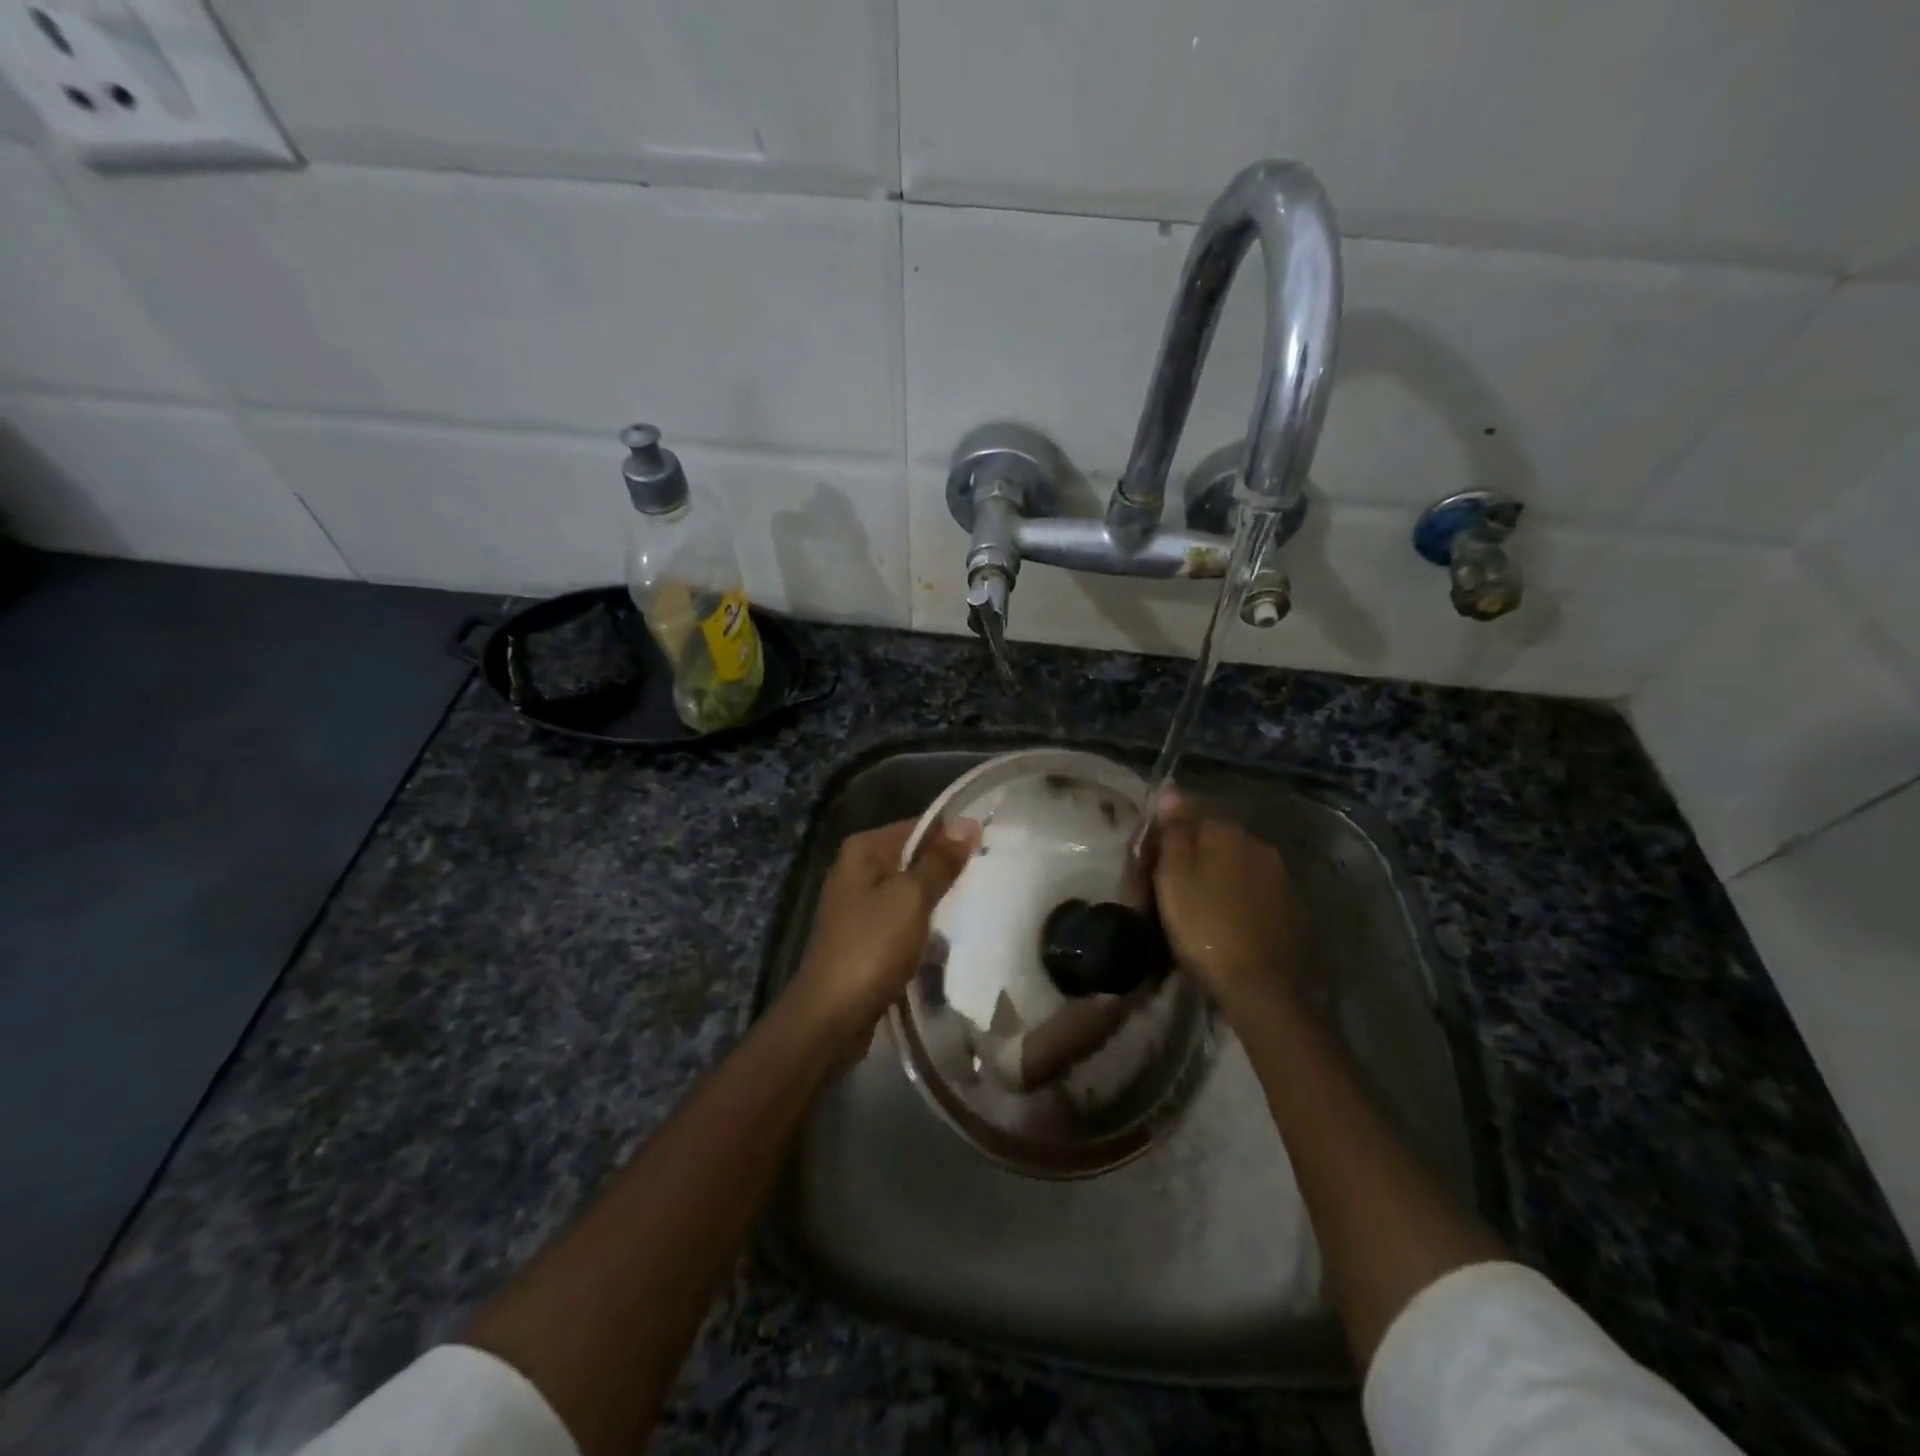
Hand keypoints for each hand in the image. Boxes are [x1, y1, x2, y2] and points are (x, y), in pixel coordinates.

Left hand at [789, 817, 977, 1039]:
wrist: (831, 1016)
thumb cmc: (872, 947)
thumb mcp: (911, 898)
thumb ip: (940, 862)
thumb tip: (968, 824)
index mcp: (864, 850)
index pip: (919, 827)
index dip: (954, 836)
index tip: (991, 848)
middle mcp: (857, 870)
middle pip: (914, 858)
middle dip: (948, 869)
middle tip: (991, 878)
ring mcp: (859, 906)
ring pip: (911, 892)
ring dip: (939, 901)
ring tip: (979, 906)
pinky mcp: (866, 937)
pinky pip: (904, 920)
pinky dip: (925, 926)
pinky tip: (951, 938)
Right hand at [1150, 789, 1299, 1005]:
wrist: (1259, 986)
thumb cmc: (1203, 927)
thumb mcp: (1174, 877)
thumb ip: (1173, 831)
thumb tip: (1171, 789)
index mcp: (1227, 832)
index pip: (1191, 813)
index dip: (1167, 834)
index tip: (1149, 860)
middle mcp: (1258, 845)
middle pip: (1215, 839)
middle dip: (1193, 854)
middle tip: (1167, 887)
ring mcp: (1279, 877)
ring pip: (1235, 865)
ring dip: (1216, 877)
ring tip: (1194, 907)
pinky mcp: (1289, 908)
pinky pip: (1252, 890)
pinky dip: (1235, 899)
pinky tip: (1222, 921)